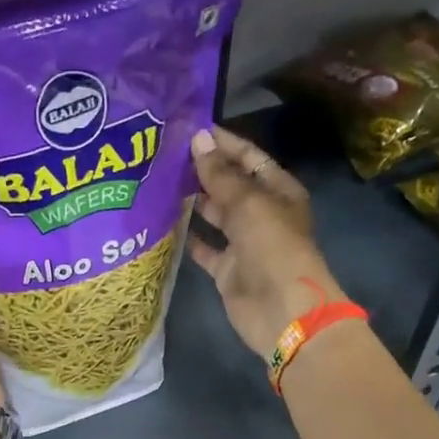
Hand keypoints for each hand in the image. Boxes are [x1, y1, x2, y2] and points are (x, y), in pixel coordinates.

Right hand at [185, 126, 344, 357]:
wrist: (280, 309)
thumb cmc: (272, 247)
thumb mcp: (247, 203)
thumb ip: (220, 174)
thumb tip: (198, 139)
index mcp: (278, 191)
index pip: (249, 158)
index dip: (222, 143)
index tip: (189, 129)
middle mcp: (261, 214)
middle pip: (230, 185)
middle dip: (203, 171)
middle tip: (164, 155)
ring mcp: (243, 243)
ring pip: (215, 215)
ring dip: (192, 201)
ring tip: (158, 183)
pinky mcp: (226, 269)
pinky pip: (204, 248)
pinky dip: (187, 238)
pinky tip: (163, 223)